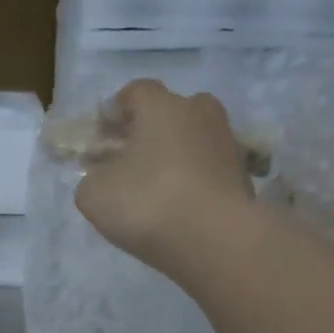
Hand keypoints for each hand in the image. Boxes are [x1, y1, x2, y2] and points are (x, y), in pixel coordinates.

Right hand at [74, 81, 254, 280]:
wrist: (215, 240)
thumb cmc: (148, 204)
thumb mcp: (95, 195)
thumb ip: (91, 178)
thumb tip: (102, 177)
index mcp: (161, 106)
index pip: (134, 92)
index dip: (114, 112)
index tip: (101, 136)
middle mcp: (199, 112)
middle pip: (169, 114)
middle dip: (148, 133)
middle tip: (129, 163)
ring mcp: (226, 143)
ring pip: (191, 142)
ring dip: (173, 158)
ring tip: (156, 191)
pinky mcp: (242, 176)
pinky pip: (207, 171)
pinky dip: (193, 183)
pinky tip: (180, 209)